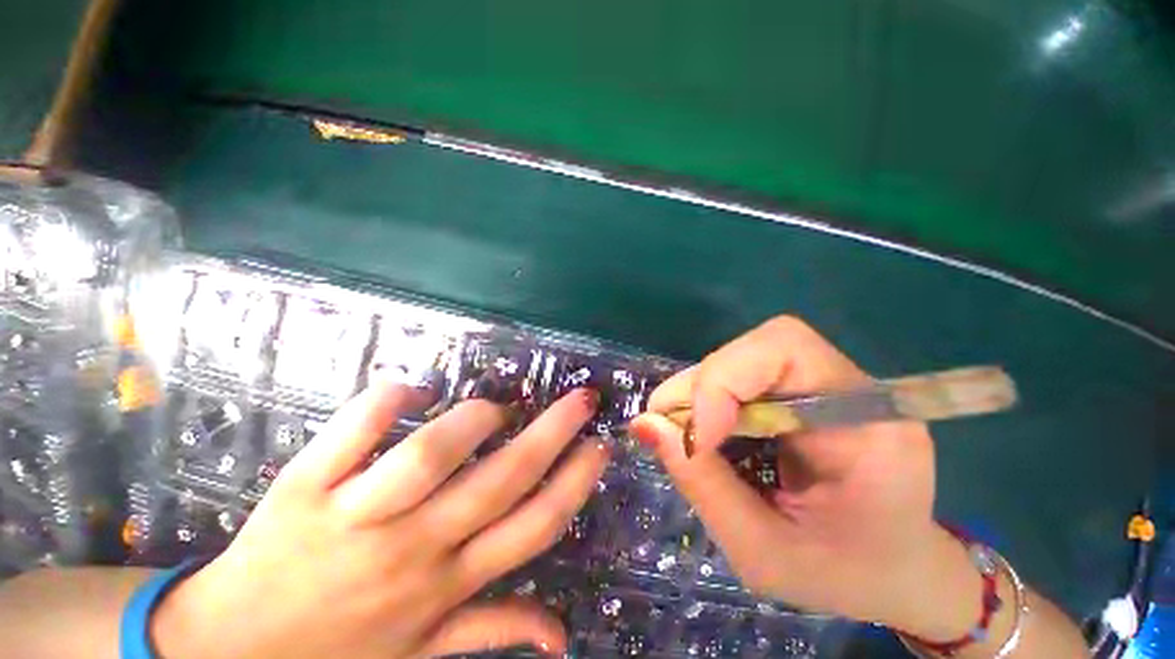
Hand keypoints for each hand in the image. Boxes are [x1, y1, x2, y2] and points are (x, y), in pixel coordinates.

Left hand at [152, 380, 609, 658]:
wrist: (227, 653)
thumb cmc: (336, 651)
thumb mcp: (422, 653)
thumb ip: (493, 632)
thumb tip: (563, 637)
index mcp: (445, 584)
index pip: (534, 527)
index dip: (576, 482)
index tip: (601, 445)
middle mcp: (413, 549)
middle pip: (501, 479)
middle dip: (553, 432)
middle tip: (582, 399)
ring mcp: (355, 518)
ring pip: (429, 456)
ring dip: (473, 420)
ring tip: (494, 408)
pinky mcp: (304, 488)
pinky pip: (352, 431)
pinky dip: (388, 400)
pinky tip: (411, 392)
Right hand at [630, 316, 980, 639]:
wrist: (896, 570)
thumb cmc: (843, 576)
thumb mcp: (764, 552)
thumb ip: (702, 484)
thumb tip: (643, 424)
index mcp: (871, 425)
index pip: (784, 349)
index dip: (722, 381)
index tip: (694, 439)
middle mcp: (852, 387)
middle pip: (757, 348)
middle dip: (701, 386)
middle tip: (670, 434)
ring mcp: (828, 384)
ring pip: (742, 357)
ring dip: (700, 393)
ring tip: (689, 441)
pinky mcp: (804, 390)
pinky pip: (742, 376)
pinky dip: (710, 400)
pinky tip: (709, 435)